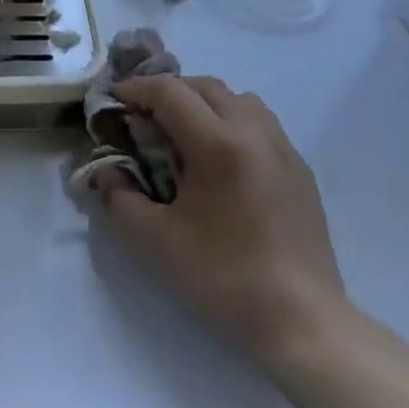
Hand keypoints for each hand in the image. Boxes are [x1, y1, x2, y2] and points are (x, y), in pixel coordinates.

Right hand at [97, 76, 347, 359]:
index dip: (136, 89)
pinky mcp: (300, 168)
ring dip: (202, 102)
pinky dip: (231, 120)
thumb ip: (119, 198)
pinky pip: (260, 122)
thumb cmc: (224, 278)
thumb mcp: (155, 242)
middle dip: (167, 92)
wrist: (303, 321)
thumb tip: (106, 171)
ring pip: (237, 98)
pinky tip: (220, 159)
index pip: (169, 92)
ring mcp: (283, 148)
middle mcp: (254, 132)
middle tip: (142, 118)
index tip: (113, 101)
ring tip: (182, 133)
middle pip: (204, 86)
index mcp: (218, 144)